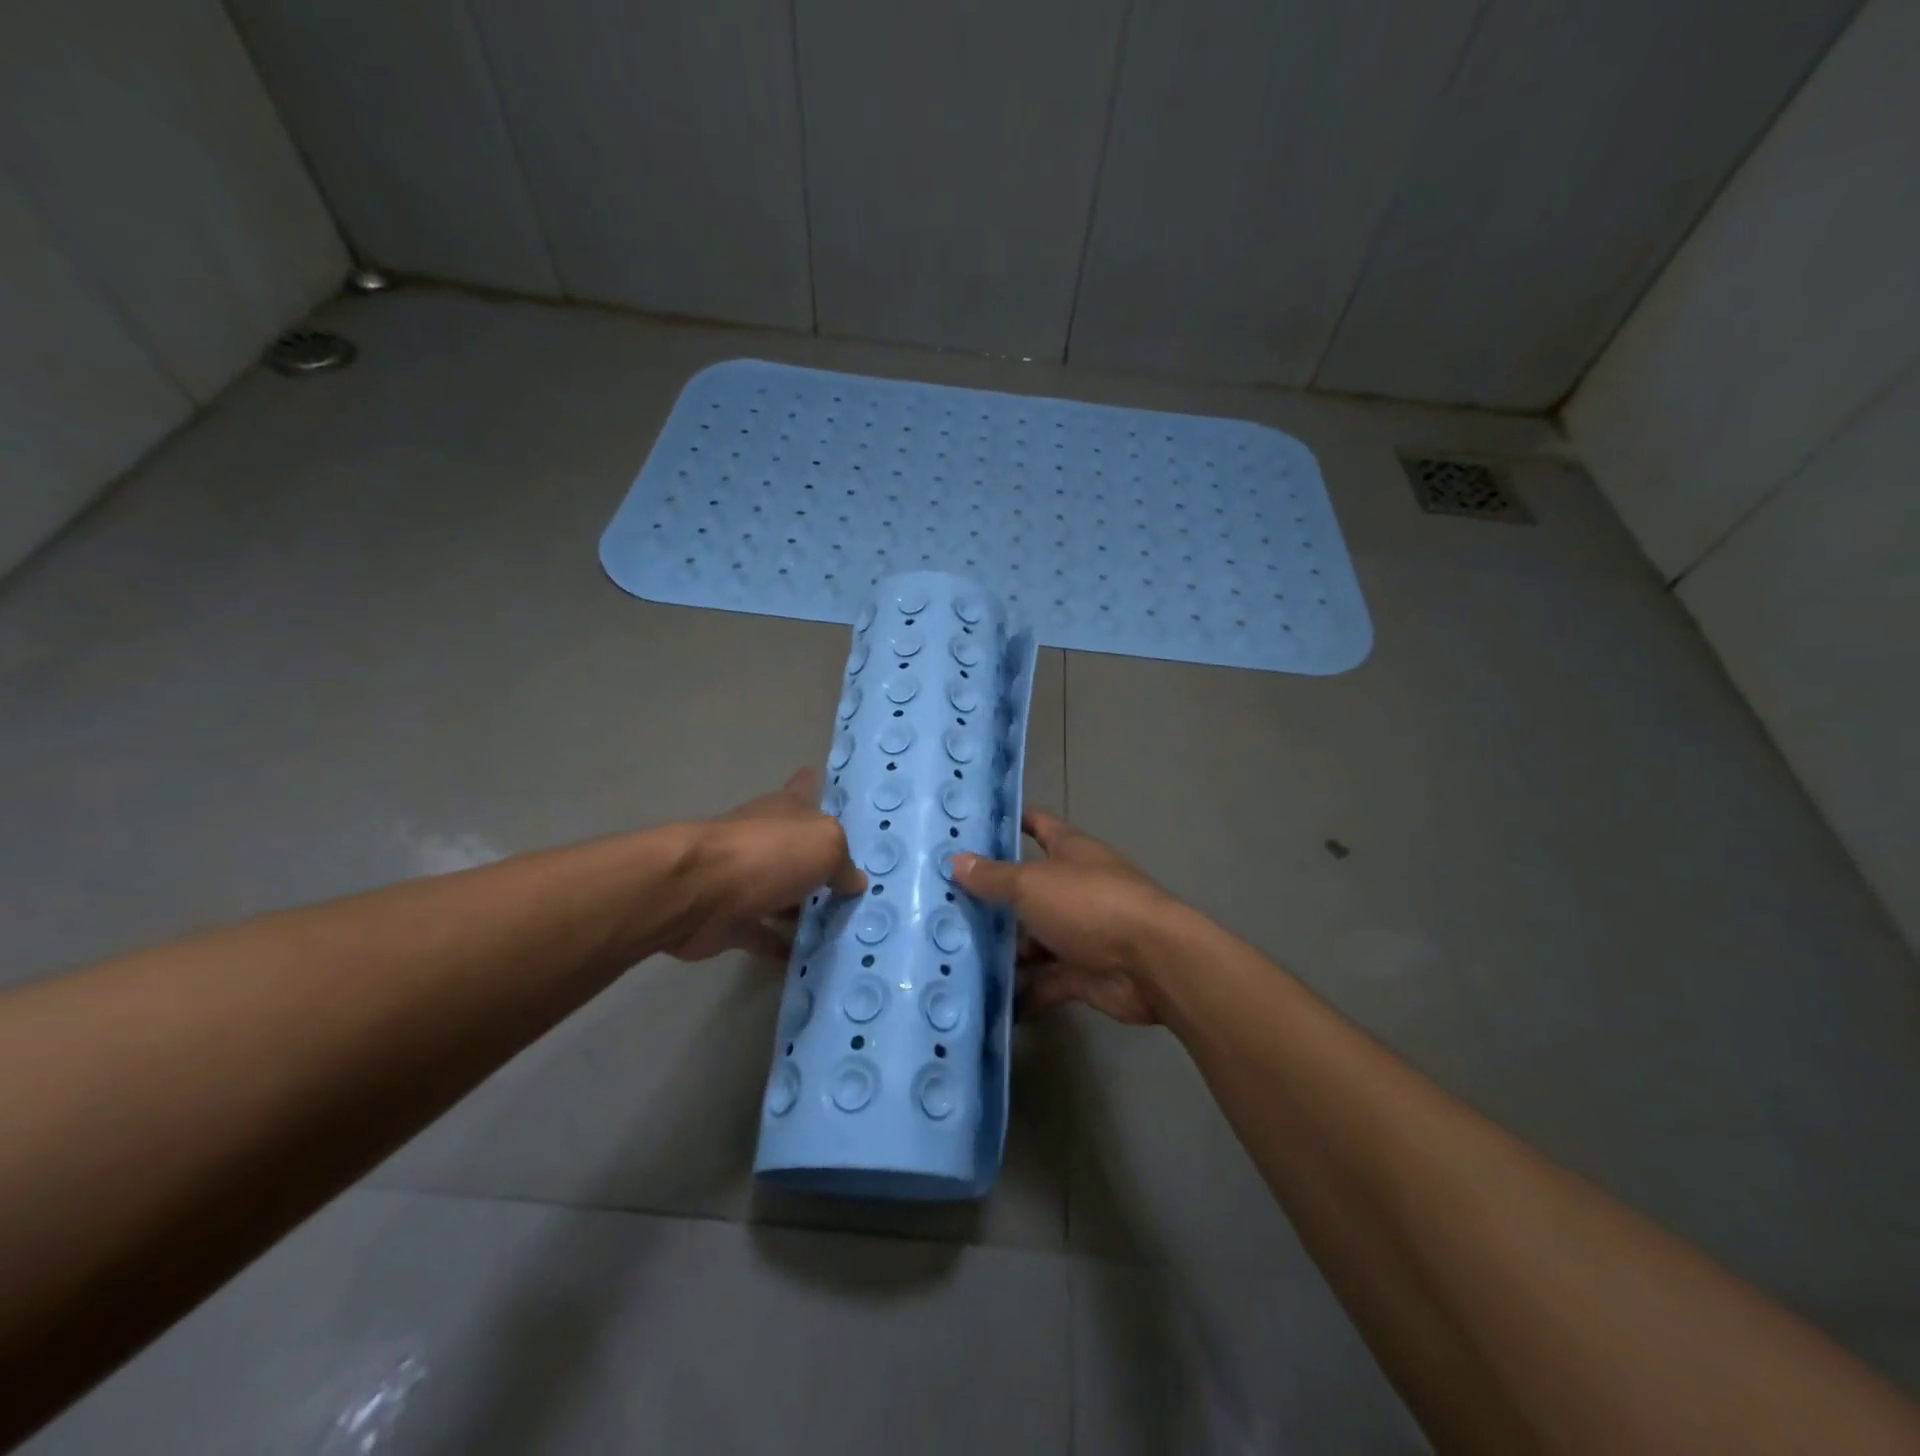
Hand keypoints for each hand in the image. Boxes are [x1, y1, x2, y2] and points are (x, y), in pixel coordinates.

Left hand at [670, 768, 864, 961]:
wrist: (697, 892)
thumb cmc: (767, 853)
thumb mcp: (824, 845)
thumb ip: (844, 863)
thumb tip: (854, 881)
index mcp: (787, 809)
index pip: (806, 786)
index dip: (818, 783)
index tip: (830, 784)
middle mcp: (766, 838)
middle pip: (799, 846)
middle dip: (823, 860)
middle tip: (860, 882)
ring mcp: (746, 879)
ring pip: (784, 893)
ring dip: (805, 908)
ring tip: (844, 926)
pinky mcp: (732, 919)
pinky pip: (765, 934)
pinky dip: (783, 946)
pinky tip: (810, 959)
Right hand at [953, 810, 1174, 1022]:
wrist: (1151, 963)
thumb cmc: (1090, 904)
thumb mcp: (1032, 884)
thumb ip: (994, 876)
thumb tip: (956, 860)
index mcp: (1070, 852)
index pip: (1038, 826)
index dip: (1010, 822)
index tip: (973, 827)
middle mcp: (1075, 888)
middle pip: (1029, 888)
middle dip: (993, 897)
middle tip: (944, 904)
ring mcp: (1081, 932)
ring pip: (1034, 938)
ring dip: (1005, 950)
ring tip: (956, 957)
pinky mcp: (1083, 974)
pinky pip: (1046, 981)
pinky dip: (1024, 992)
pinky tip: (989, 1002)